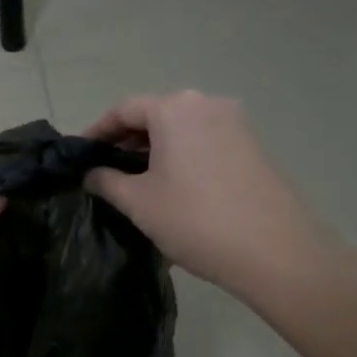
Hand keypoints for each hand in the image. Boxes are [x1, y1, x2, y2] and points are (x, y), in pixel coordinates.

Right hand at [83, 91, 335, 296]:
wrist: (275, 252)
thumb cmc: (195, 220)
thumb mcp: (138, 202)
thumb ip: (106, 181)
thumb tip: (91, 173)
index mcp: (175, 109)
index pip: (124, 109)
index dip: (97, 130)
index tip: (80, 154)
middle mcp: (207, 104)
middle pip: (155, 114)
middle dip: (127, 139)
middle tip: (105, 168)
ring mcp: (236, 123)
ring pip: (182, 128)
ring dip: (155, 148)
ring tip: (136, 179)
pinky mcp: (253, 146)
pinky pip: (205, 140)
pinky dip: (182, 154)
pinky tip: (173, 185)